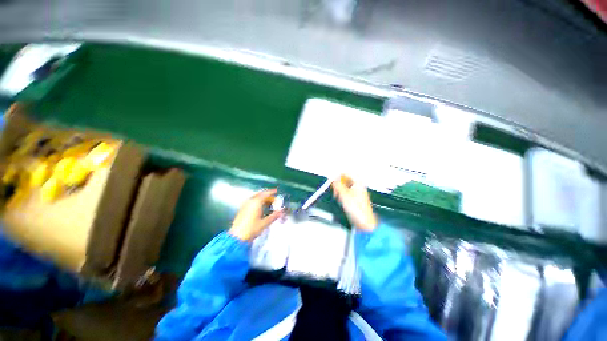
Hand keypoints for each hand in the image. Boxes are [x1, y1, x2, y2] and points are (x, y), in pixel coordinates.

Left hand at [229, 189, 284, 240]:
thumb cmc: (251, 229)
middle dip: (268, 196)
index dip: (272, 192)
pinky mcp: (242, 209)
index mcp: (256, 202)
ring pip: (256, 198)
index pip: (265, 194)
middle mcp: (250, 201)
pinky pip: (252, 201)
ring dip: (263, 199)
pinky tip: (261, 208)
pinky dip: (258, 202)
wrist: (237, 237)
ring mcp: (245, 205)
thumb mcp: (265, 223)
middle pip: (260, 195)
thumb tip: (282, 211)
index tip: (277, 192)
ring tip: (269, 204)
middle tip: (274, 200)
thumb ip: (274, 216)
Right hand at [332, 175, 377, 231]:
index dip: (338, 177)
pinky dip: (342, 196)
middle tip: (336, 192)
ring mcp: (357, 193)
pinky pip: (346, 194)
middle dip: (339, 185)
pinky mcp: (355, 200)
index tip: (333, 182)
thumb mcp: (344, 195)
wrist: (365, 223)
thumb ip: (338, 186)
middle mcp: (358, 187)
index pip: (346, 174)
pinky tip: (341, 202)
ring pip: (345, 188)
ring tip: (338, 198)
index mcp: (358, 183)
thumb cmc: (356, 209)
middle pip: (345, 181)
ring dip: (340, 191)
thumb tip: (333, 179)